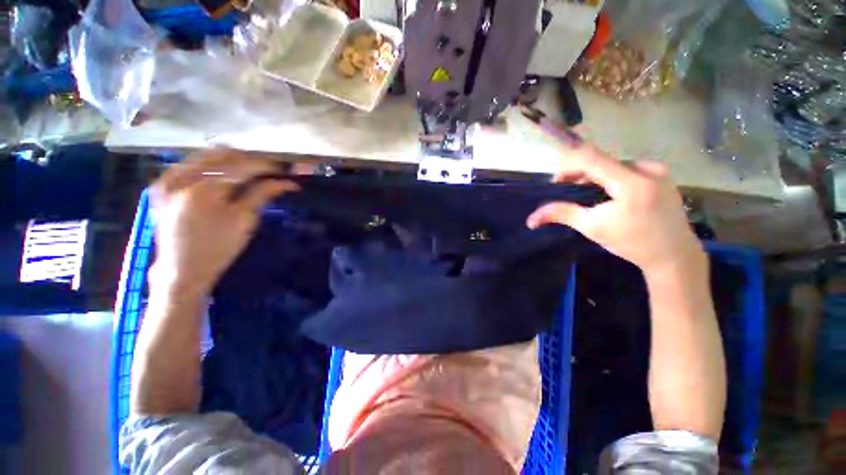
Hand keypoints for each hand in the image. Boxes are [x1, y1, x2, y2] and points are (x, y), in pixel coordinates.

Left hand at [149, 149, 298, 296]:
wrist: (181, 269)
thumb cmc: (219, 248)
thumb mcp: (245, 221)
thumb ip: (263, 194)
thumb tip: (286, 182)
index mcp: (203, 190)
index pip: (241, 167)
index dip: (265, 166)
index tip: (283, 170)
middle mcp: (181, 178)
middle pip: (221, 155)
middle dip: (248, 160)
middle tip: (267, 170)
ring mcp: (167, 180)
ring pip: (204, 156)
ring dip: (230, 160)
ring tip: (250, 171)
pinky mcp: (161, 185)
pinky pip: (189, 164)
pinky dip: (210, 165)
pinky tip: (224, 173)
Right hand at [527, 141, 704, 274]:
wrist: (674, 256)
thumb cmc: (631, 242)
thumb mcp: (592, 227)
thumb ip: (562, 214)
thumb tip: (531, 218)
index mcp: (632, 181)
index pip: (591, 158)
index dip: (568, 165)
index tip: (556, 183)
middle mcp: (647, 168)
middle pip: (602, 161)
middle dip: (579, 174)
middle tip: (568, 192)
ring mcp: (658, 170)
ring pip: (613, 165)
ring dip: (594, 177)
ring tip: (586, 196)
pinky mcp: (662, 175)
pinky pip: (626, 170)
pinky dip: (610, 178)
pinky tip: (607, 195)